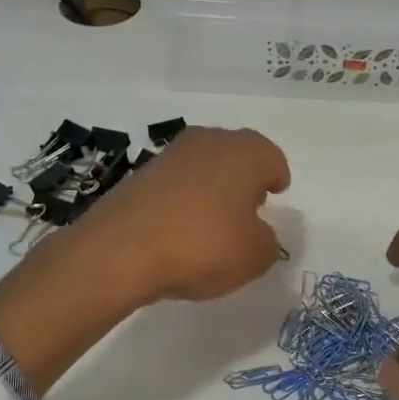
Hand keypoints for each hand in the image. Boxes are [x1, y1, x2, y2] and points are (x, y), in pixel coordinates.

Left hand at [70, 126, 290, 303]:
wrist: (121, 250)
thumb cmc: (204, 245)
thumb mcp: (254, 256)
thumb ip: (266, 242)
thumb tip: (256, 234)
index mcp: (244, 153)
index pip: (271, 158)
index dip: (276, 177)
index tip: (276, 192)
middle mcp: (207, 143)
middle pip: (235, 155)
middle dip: (244, 178)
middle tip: (249, 206)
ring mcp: (168, 157)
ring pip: (202, 168)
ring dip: (211, 189)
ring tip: (214, 222)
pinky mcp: (138, 177)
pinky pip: (173, 187)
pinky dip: (182, 203)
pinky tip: (181, 231)